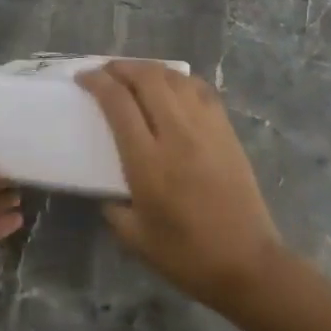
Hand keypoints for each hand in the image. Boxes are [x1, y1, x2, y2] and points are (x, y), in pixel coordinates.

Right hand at [79, 62, 286, 313]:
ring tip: (134, 76)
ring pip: (175, 79)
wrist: (248, 264)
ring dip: (149, 70)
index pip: (117, 102)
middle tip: (105, 72)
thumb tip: (107, 189)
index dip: (96, 81)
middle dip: (120, 67)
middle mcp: (177, 134)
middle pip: (147, 78)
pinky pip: (201, 90)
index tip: (82, 78)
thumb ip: (113, 207)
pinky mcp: (227, 132)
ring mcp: (206, 129)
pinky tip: (171, 88)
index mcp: (147, 161)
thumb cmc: (186, 256)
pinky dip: (180, 80)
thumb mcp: (134, 237)